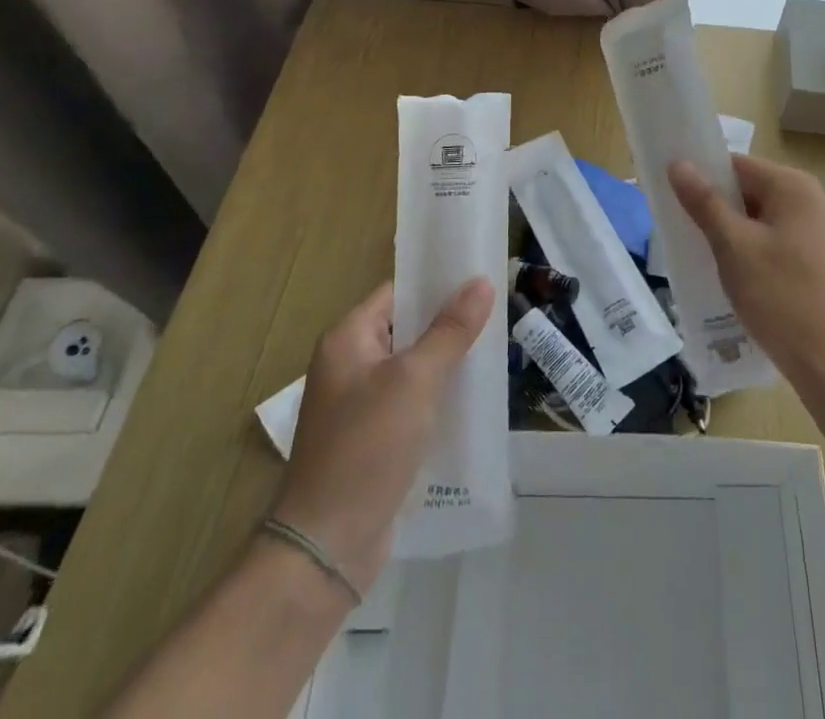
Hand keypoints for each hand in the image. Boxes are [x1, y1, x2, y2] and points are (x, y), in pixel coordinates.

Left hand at [271, 278, 494, 595]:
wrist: (327, 546)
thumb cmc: (367, 447)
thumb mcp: (415, 380)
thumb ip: (450, 330)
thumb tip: (482, 282)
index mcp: (347, 339)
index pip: (398, 292)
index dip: (437, 283)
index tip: (480, 278)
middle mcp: (349, 365)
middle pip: (407, 329)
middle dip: (449, 324)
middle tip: (497, 314)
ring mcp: (359, 405)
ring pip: (413, 368)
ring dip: (447, 362)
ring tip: (493, 352)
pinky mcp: (372, 439)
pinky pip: (412, 403)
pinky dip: (438, 398)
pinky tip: (473, 400)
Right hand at [668, 154, 824, 386]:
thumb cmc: (779, 295)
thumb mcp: (733, 246)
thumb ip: (704, 202)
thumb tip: (678, 164)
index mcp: (793, 186)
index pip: (736, 165)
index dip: (702, 176)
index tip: (672, 196)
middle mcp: (809, 198)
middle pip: (748, 188)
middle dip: (714, 205)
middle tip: (681, 228)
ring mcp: (815, 228)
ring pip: (757, 215)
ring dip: (729, 229)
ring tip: (700, 251)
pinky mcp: (814, 255)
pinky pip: (771, 236)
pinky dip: (747, 246)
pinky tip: (729, 270)